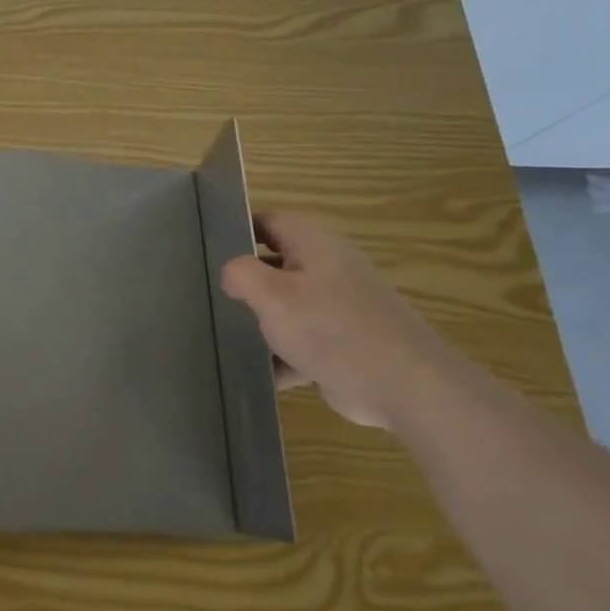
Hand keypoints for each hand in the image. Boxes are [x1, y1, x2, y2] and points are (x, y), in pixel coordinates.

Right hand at [220, 212, 459, 430]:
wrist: (405, 387)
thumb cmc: (331, 328)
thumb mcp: (272, 295)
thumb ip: (241, 274)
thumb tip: (232, 273)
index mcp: (314, 244)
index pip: (267, 222)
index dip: (236, 230)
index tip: (204, 249)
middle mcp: (328, 269)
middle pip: (275, 266)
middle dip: (244, 282)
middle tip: (206, 295)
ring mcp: (339, 308)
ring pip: (287, 307)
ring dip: (260, 322)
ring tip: (221, 335)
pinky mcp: (344, 345)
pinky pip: (302, 343)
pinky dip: (281, 357)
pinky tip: (255, 374)